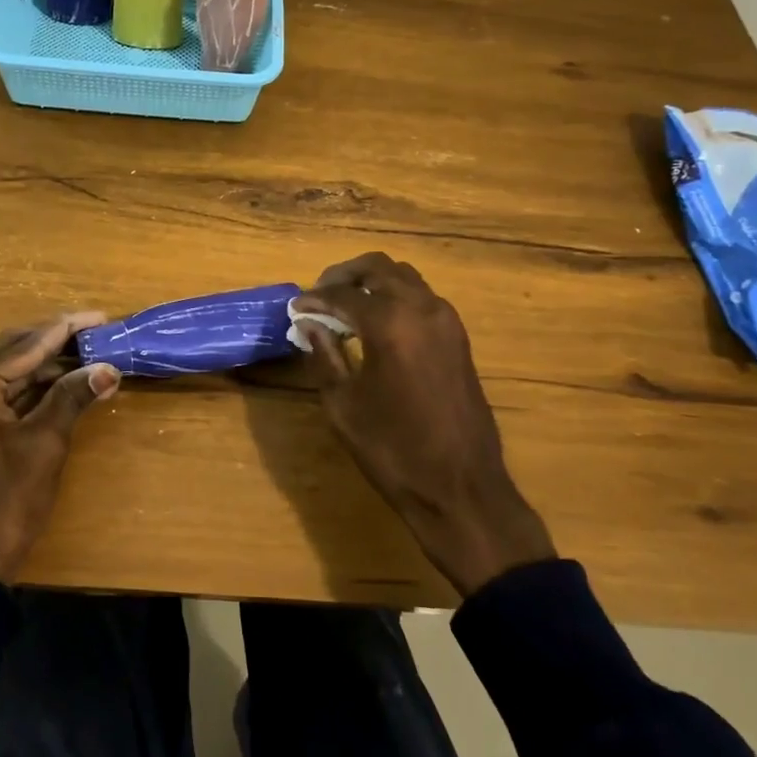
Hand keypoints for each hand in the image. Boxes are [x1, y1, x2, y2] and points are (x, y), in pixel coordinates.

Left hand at [0, 311, 120, 581]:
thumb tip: (109, 368)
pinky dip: (37, 388)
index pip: (27, 345)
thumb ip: (72, 397)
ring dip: (51, 366)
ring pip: (13, 373)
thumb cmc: (5, 501)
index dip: (68, 329)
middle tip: (101, 334)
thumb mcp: (44, 444)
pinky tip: (68, 382)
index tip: (102, 316)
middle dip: (60, 344)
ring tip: (93, 355)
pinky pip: (6, 394)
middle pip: (17, 352)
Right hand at [294, 253, 554, 595]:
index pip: (343, 294)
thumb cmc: (393, 450)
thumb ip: (324, 356)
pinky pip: (422, 298)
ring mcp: (446, 320)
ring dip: (373, 282)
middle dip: (344, 276)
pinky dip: (395, 297)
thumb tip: (309, 325)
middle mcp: (422, 308)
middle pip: (378, 268)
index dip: (315, 299)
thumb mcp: (343, 405)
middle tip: (320, 295)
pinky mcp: (458, 337)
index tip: (295, 308)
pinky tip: (376, 324)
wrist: (461, 487)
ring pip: (404, 278)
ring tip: (345, 306)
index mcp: (391, 323)